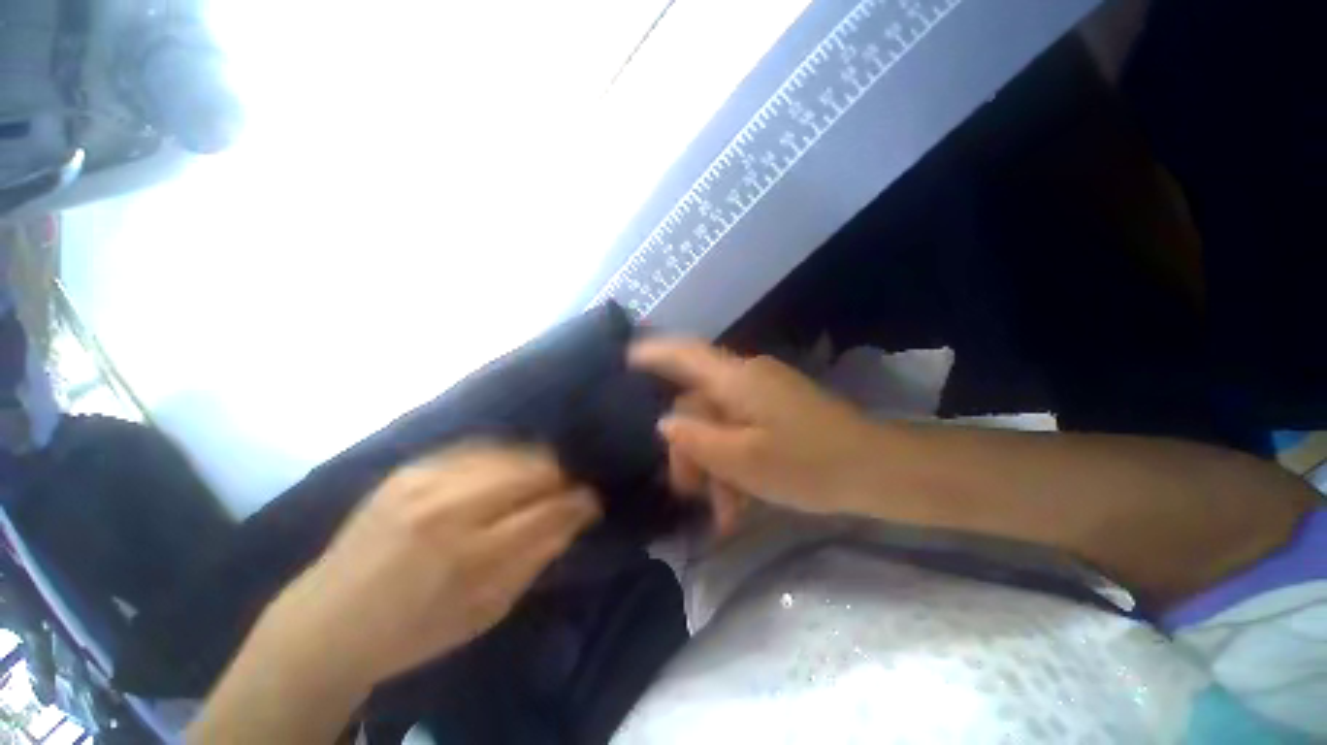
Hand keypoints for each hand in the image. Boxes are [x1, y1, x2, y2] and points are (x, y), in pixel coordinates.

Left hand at [254, 443, 600, 688]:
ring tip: (537, 482)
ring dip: (533, 465)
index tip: (592, 501)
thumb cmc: (415, 631)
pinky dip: (501, 459)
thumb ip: (537, 558)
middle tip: (564, 493)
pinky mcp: (410, 468)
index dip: (581, 501)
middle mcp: (450, 505)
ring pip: (510, 451)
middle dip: (560, 478)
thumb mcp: (488, 611)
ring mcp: (426, 479)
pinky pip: (477, 448)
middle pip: (534, 467)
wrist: (326, 622)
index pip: (550, 509)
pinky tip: (502, 473)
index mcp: (471, 554)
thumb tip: (574, 517)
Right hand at [630, 338, 885, 531]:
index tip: (625, 360)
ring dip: (714, 463)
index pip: (685, 353)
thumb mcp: (743, 461)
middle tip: (688, 490)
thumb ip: (696, 440)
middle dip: (690, 446)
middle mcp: (747, 378)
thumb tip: (665, 424)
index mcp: (737, 379)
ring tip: (723, 511)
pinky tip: (739, 501)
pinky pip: (741, 430)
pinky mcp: (777, 411)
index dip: (653, 353)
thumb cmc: (808, 465)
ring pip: (719, 423)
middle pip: (699, 403)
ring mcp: (765, 394)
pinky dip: (734, 461)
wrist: (878, 471)